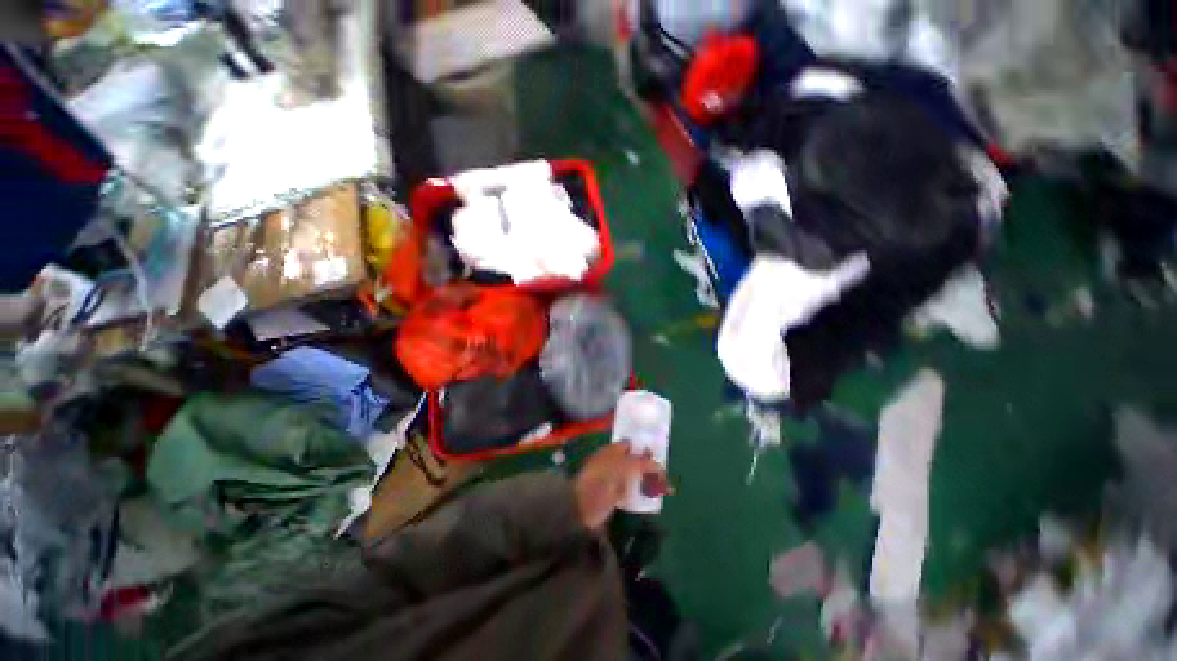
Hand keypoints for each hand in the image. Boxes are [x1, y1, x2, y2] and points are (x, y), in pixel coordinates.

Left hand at [573, 443, 670, 529]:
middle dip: (649, 467)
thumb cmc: (604, 478)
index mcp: (613, 450)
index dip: (644, 449)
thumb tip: (659, 465)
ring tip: (665, 488)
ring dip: (648, 481)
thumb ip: (643, 463)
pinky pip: (632, 491)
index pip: (631, 445)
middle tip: (665, 475)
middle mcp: (613, 461)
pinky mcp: (614, 495)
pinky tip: (653, 498)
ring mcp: (613, 479)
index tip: (659, 456)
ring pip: (635, 476)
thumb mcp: (626, 466)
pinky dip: (642, 493)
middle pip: (635, 461)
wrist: (585, 505)